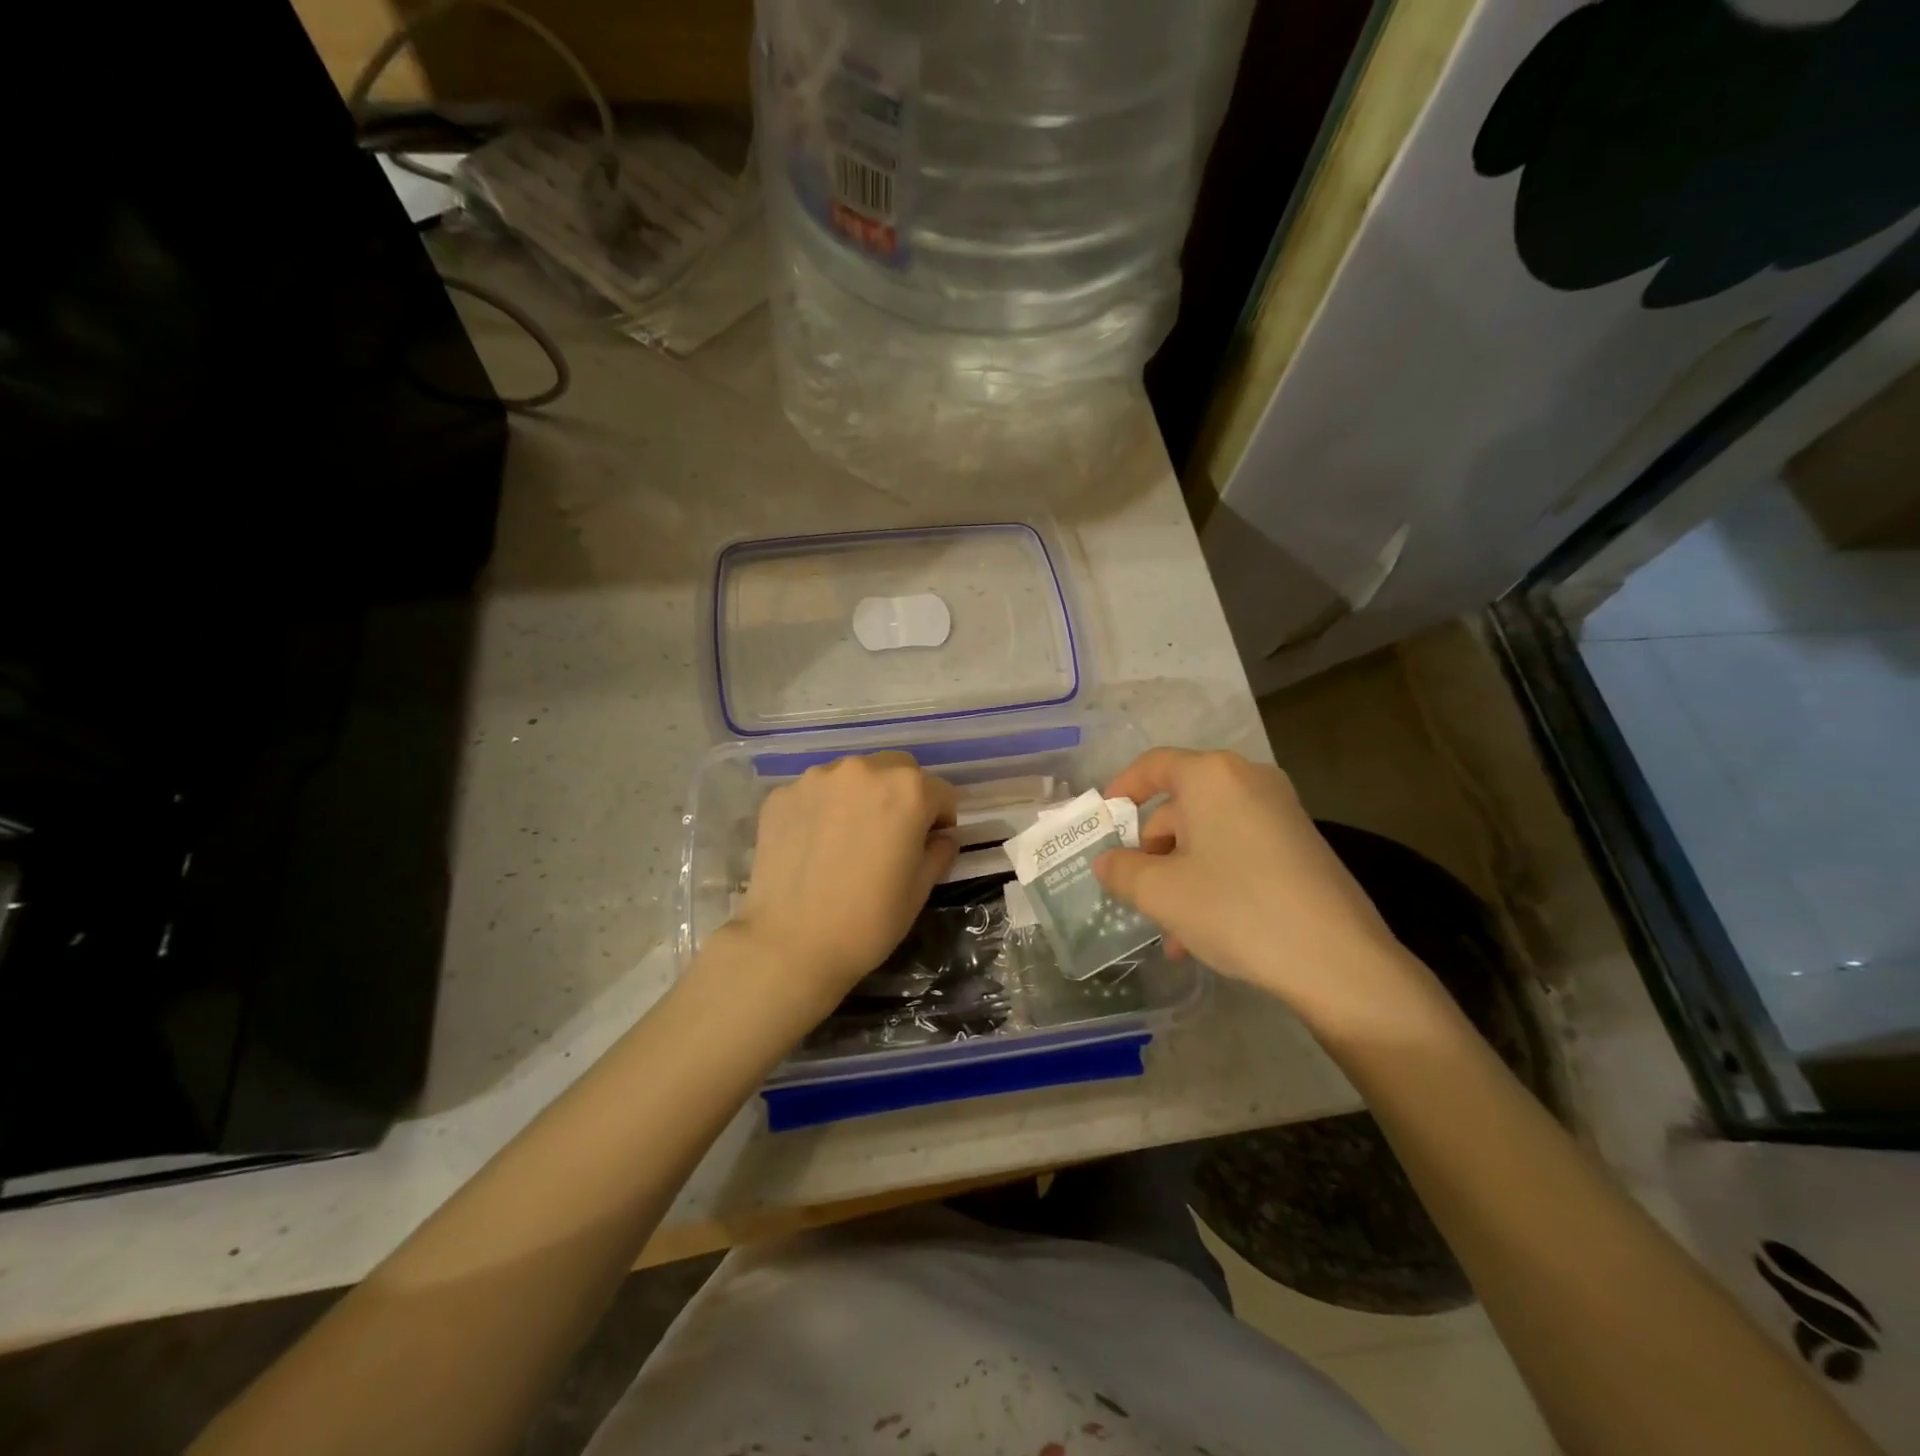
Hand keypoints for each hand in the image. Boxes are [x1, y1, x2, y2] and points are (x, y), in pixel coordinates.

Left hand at [721, 752, 957, 1018]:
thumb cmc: (868, 921)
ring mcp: (817, 779)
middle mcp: (863, 770)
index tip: (929, 843)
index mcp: (907, 790)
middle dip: (903, 795)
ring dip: (861, 796)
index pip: (940, 792)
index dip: (940, 819)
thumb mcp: (920, 890)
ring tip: (848, 838)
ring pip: (854, 776)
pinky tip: (815, 845)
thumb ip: (939, 851)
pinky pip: (816, 793)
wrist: (790, 944)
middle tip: (892, 835)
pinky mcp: (782, 795)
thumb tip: (940, 837)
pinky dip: (823, 809)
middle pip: (897, 769)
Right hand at [1095, 749, 1445, 1037]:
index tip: (1102, 821)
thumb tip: (1106, 861)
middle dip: (1151, 850)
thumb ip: (1121, 870)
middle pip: (1180, 804)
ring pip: (1208, 834)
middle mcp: (1248, 780)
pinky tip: (1203, 932)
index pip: (1152, 766)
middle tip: (1135, 891)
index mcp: (1211, 776)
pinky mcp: (1300, 844)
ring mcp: (1280, 811)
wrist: (1338, 960)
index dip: (1120, 789)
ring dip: (1179, 874)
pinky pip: (1238, 849)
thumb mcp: (1160, 892)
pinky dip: (1213, 878)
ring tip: (1169, 931)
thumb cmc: (1236, 908)